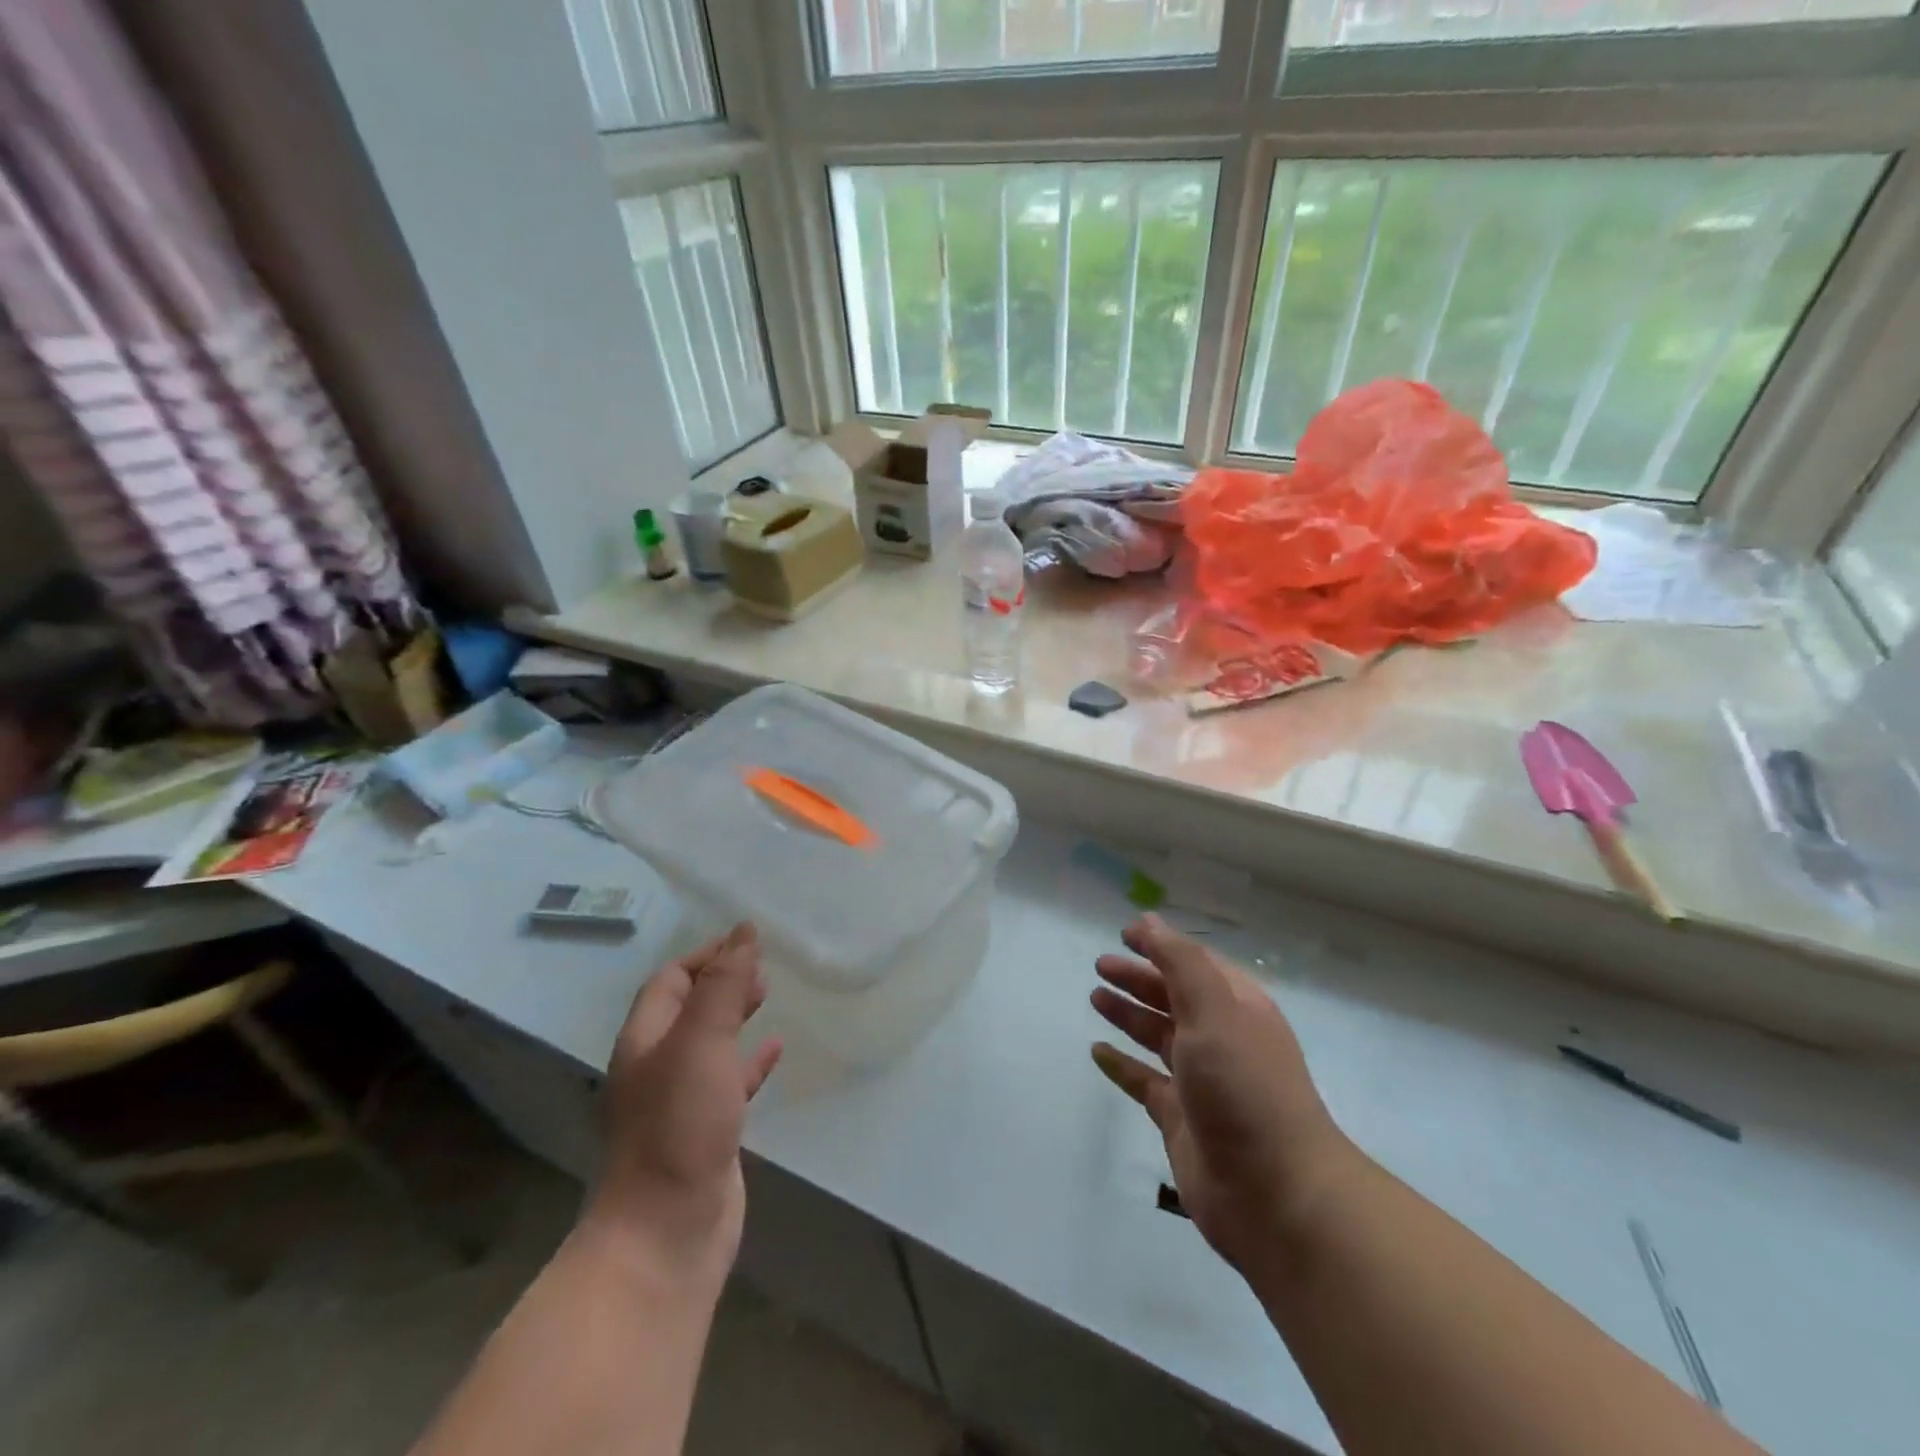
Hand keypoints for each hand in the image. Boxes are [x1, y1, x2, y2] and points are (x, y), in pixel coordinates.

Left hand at [585, 924, 782, 1285]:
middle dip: (721, 982)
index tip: (747, 941)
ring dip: (735, 1017)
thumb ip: (724, 985)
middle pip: (687, 1009)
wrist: (666, 1232)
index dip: (705, 956)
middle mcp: (657, 1066)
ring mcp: (680, 1102)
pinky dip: (751, 1061)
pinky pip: (730, 1081)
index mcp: (645, 1040)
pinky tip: (775, 1050)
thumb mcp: (702, 1041)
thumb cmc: (679, 1124)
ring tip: (767, 996)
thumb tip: (744, 929)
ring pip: (710, 1044)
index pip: (669, 981)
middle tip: (761, 967)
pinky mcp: (707, 1131)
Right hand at [1090, 915, 1359, 1275]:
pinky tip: (1097, 1052)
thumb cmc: (1246, 1087)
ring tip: (1095, 997)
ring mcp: (1200, 1081)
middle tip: (1100, 965)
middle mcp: (1220, 1039)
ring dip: (1129, 1014)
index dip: (1161, 945)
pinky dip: (1122, 1065)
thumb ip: (1180, 962)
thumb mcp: (1214, 1010)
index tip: (1124, 933)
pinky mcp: (1180, 1119)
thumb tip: (1148, 921)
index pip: (1195, 963)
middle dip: (1139, 978)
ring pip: (1157, 1036)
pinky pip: (1144, 1081)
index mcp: (1238, 1008)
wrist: (1277, 1195)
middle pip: (1173, 997)